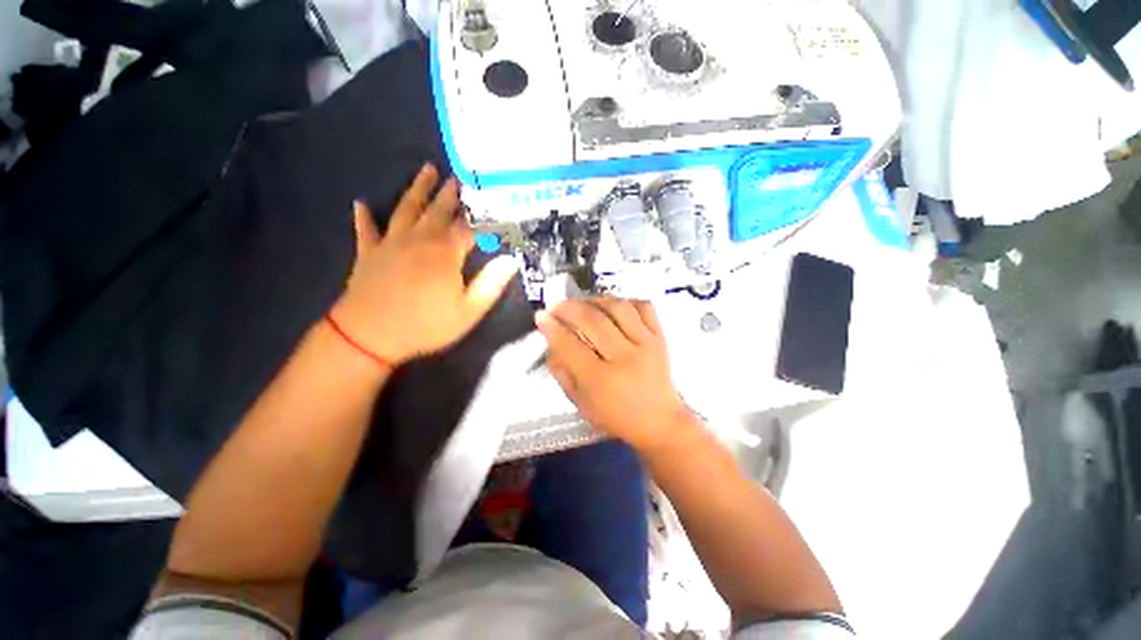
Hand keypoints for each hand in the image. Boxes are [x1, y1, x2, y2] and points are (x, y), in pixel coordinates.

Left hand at [330, 164, 517, 366]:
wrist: (369, 336)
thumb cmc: (426, 325)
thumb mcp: (468, 311)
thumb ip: (490, 284)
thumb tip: (511, 261)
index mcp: (445, 253)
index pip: (468, 228)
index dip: (482, 218)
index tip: (493, 204)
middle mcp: (419, 240)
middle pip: (438, 211)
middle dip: (450, 193)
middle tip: (459, 176)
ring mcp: (391, 243)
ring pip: (406, 209)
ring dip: (417, 189)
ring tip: (426, 170)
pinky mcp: (368, 253)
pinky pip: (366, 230)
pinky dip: (364, 217)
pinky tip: (360, 203)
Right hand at [536, 298, 696, 451]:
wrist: (659, 421)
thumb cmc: (616, 416)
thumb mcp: (581, 403)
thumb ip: (563, 372)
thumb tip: (551, 341)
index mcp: (602, 381)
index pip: (571, 346)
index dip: (552, 328)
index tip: (540, 316)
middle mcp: (625, 358)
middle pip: (593, 321)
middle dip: (569, 308)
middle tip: (556, 306)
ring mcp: (647, 344)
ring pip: (618, 307)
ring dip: (595, 300)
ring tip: (582, 304)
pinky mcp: (660, 337)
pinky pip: (643, 306)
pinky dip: (625, 300)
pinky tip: (612, 307)